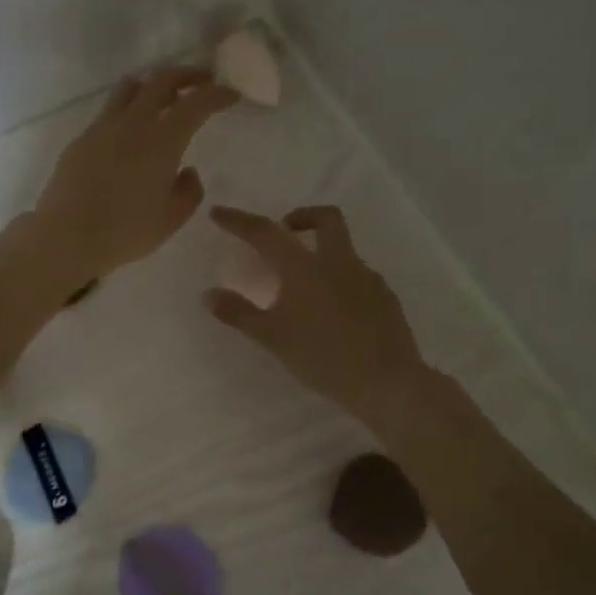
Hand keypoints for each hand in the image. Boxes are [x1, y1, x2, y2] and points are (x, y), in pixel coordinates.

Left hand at [30, 66, 236, 286]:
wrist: (66, 236)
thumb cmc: (126, 231)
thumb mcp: (171, 219)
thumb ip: (188, 191)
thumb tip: (187, 171)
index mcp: (162, 141)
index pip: (196, 103)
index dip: (217, 94)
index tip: (231, 95)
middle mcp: (133, 123)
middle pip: (161, 80)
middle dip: (187, 75)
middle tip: (202, 81)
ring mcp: (102, 128)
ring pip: (129, 88)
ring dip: (152, 84)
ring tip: (162, 97)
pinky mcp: (81, 140)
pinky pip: (108, 112)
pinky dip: (127, 110)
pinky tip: (129, 132)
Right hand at [204, 204, 429, 428]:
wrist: (387, 382)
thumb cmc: (323, 357)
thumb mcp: (273, 337)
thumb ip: (238, 313)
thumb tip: (208, 294)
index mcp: (305, 267)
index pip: (266, 232)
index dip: (239, 220)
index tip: (218, 212)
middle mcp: (339, 262)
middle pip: (326, 218)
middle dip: (302, 217)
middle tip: (284, 232)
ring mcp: (367, 277)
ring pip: (343, 249)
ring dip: (321, 253)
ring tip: (303, 289)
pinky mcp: (385, 297)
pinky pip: (357, 277)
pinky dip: (339, 281)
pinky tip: (332, 312)